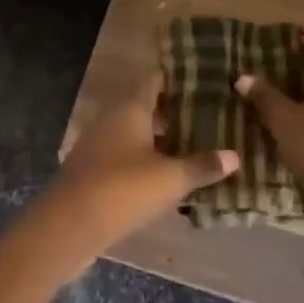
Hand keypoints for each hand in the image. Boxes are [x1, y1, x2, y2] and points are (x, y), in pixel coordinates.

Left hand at [32, 71, 239, 269]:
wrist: (69, 225)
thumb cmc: (123, 190)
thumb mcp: (170, 179)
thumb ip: (202, 166)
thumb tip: (234, 156)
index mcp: (129, 108)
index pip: (155, 80)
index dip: (178, 77)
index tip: (206, 79)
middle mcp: (111, 119)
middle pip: (145, 106)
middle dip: (175, 110)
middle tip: (210, 115)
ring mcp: (98, 145)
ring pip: (135, 132)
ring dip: (161, 138)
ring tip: (196, 144)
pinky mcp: (93, 170)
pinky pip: (125, 156)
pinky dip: (146, 160)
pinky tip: (168, 175)